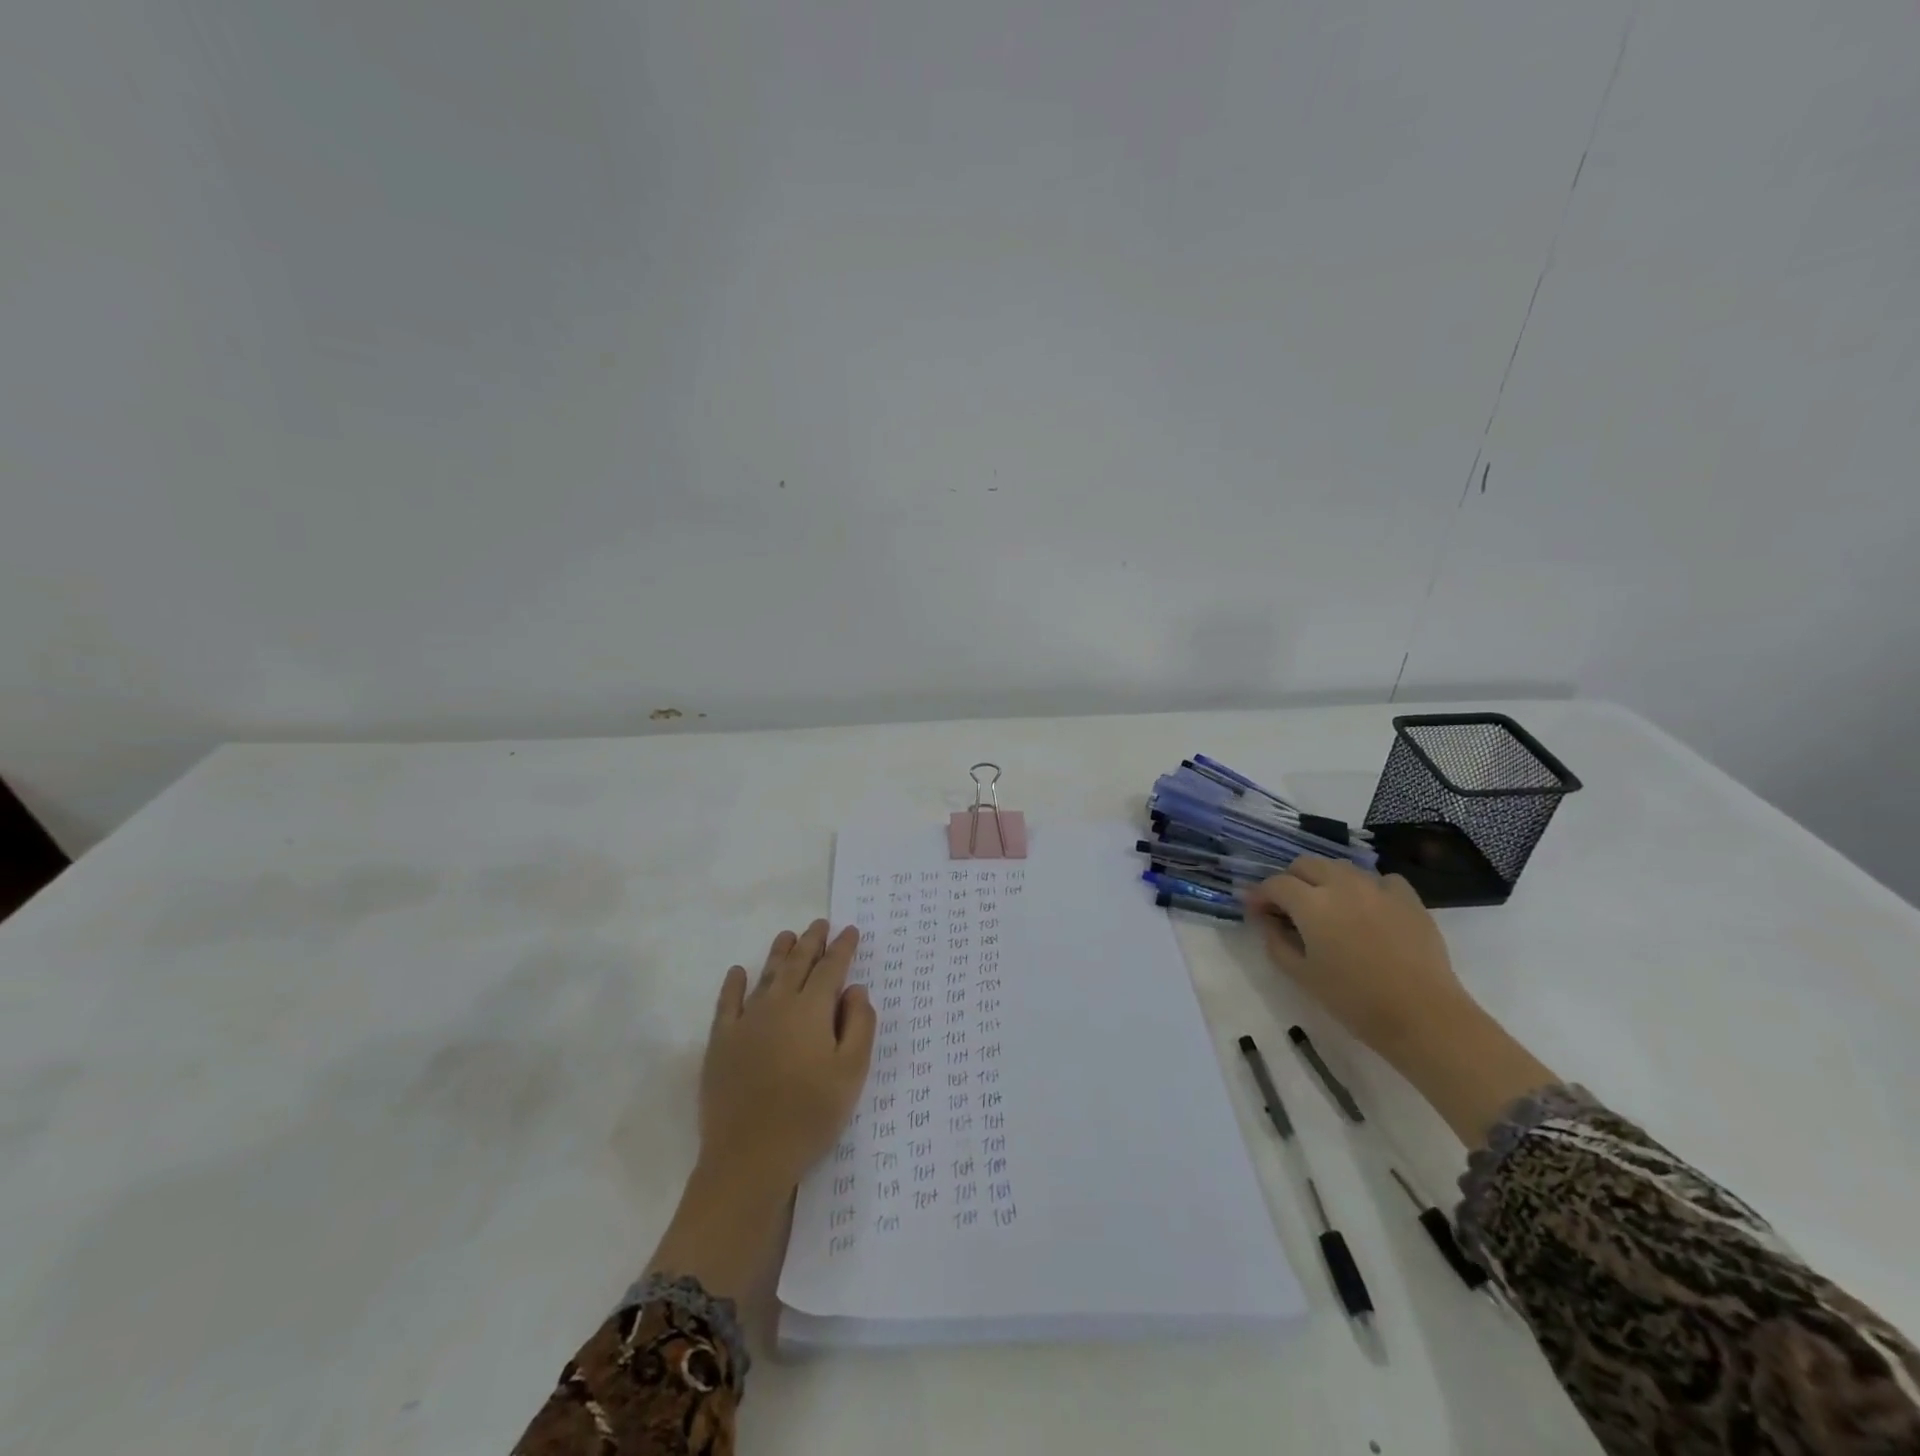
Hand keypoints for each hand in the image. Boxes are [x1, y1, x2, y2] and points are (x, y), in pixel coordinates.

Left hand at [698, 920, 876, 1190]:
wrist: (750, 1157)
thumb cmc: (810, 1114)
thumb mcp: (851, 1073)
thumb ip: (859, 1026)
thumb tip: (855, 990)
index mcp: (812, 1010)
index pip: (831, 968)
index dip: (842, 948)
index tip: (850, 931)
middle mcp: (778, 1005)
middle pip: (797, 964)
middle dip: (811, 941)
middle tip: (820, 923)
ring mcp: (746, 1022)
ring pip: (766, 976)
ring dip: (779, 953)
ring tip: (788, 935)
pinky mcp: (721, 1042)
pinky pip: (727, 1003)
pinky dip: (734, 984)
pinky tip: (737, 971)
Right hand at [1244, 857, 1554, 1145]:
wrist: (1423, 1016)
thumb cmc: (1353, 1000)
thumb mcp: (1301, 975)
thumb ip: (1275, 941)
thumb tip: (1265, 919)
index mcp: (1311, 904)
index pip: (1275, 884)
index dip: (1260, 894)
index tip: (1255, 909)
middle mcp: (1342, 885)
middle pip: (1306, 864)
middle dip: (1291, 880)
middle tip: (1289, 906)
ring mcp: (1378, 888)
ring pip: (1341, 867)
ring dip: (1326, 880)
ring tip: (1328, 906)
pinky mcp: (1408, 898)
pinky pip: (1380, 880)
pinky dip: (1367, 888)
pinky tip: (1368, 909)